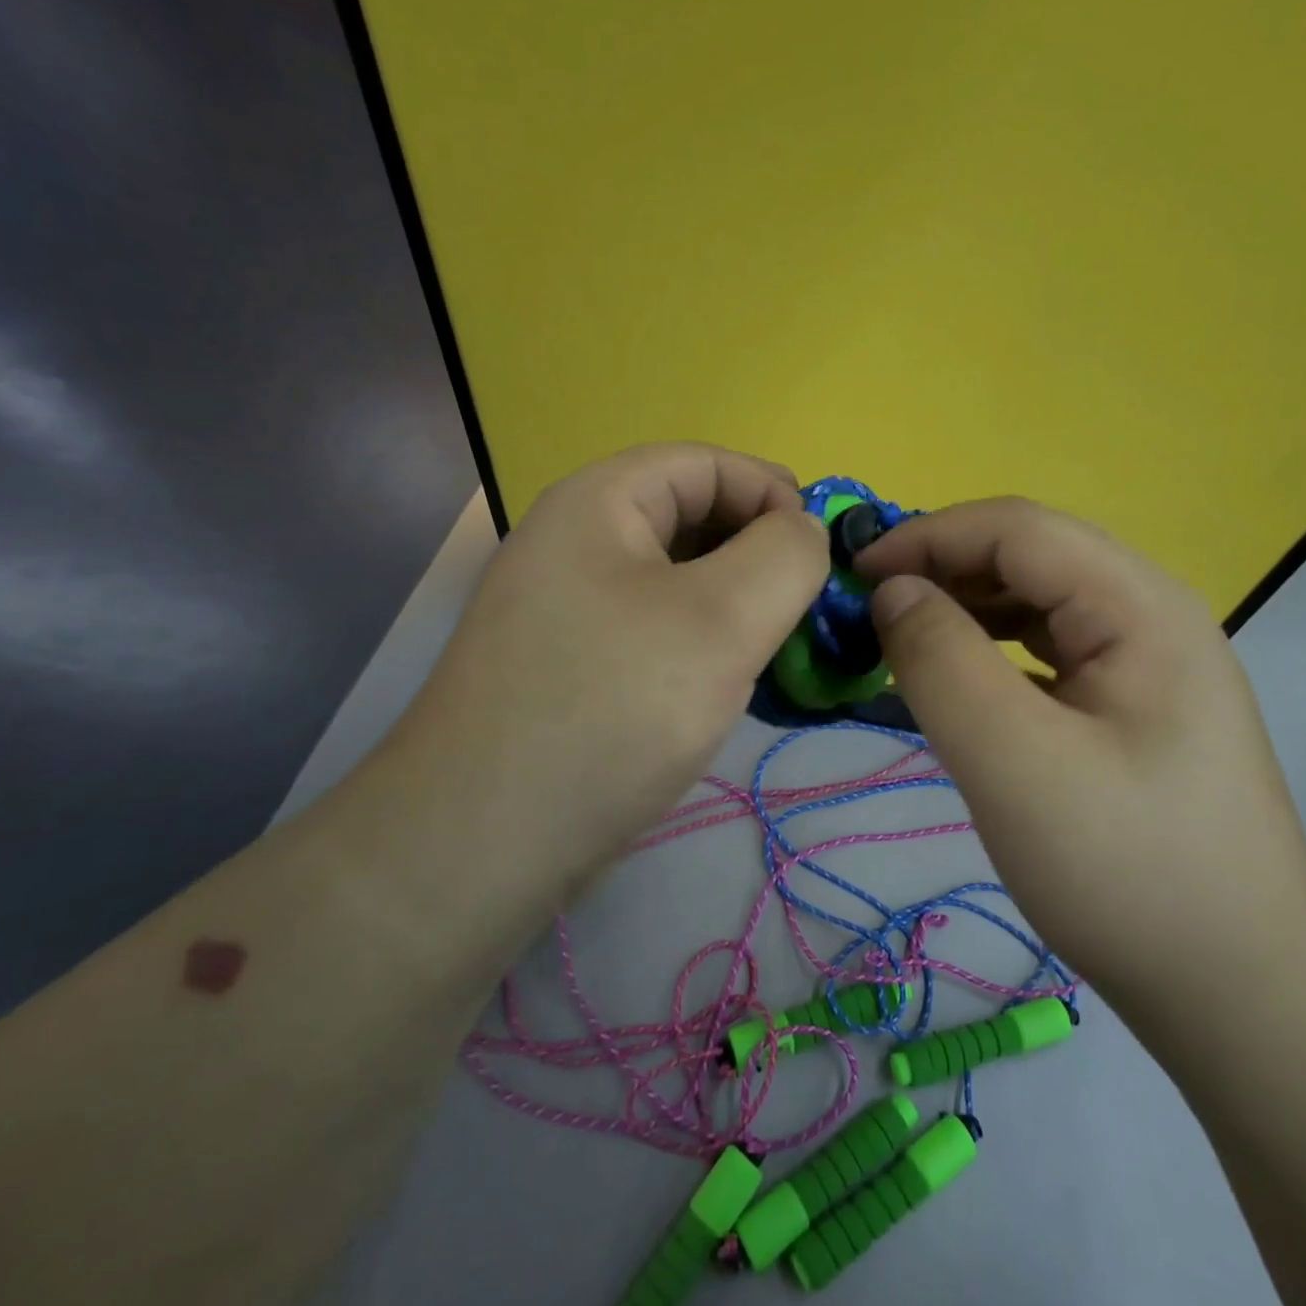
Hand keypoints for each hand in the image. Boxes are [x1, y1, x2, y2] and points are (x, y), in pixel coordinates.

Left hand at [390, 444, 829, 903]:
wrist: (483, 842)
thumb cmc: (611, 709)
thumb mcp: (721, 620)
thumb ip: (785, 556)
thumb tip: (805, 530)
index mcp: (599, 503)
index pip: (706, 463)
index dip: (773, 493)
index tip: (822, 554)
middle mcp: (575, 542)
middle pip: (689, 518)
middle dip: (757, 553)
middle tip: (804, 609)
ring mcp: (567, 607)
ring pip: (675, 580)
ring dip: (734, 604)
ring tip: (773, 650)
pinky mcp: (571, 665)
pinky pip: (653, 628)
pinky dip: (701, 643)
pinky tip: (724, 685)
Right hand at [855, 497, 1305, 1017]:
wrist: (1240, 993)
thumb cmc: (1126, 871)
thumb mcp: (1012, 760)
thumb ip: (941, 660)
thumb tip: (892, 593)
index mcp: (1139, 605)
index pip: (1017, 528)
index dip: (927, 536)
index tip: (855, 576)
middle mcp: (1150, 615)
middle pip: (1030, 557)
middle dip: (943, 569)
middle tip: (871, 614)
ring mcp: (1148, 664)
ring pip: (1038, 603)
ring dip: (965, 607)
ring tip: (904, 642)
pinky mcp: (1134, 709)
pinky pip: (1048, 652)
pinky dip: (991, 651)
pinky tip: (960, 683)